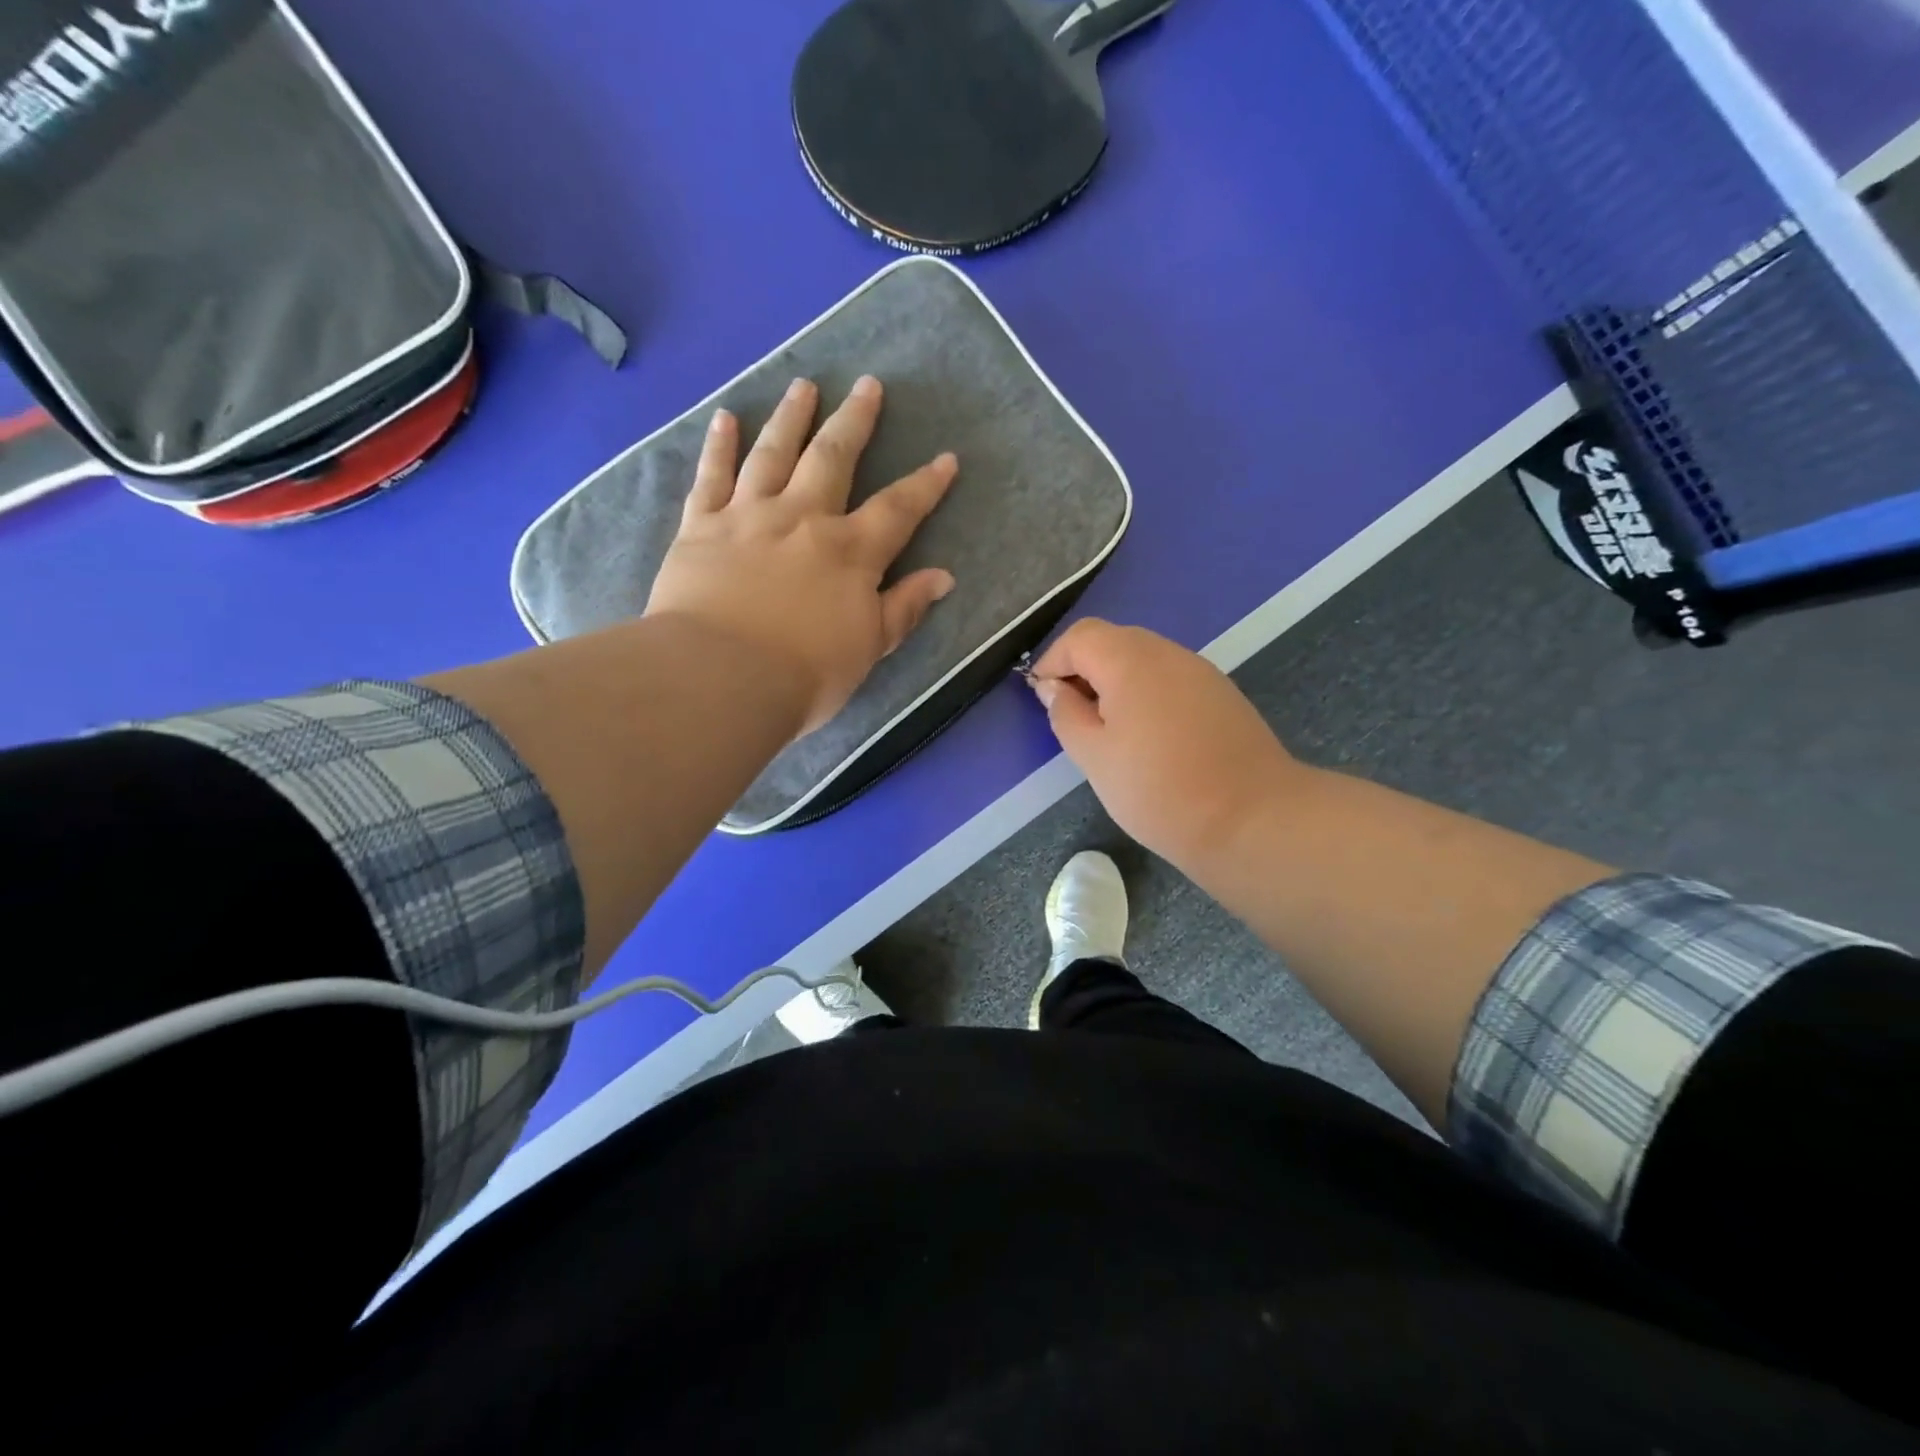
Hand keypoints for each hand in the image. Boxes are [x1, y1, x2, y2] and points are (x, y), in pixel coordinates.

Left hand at [646, 376, 957, 735]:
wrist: (720, 678)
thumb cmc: (804, 673)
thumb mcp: (869, 647)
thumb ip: (904, 608)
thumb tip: (942, 577)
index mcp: (850, 551)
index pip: (898, 509)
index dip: (926, 484)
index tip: (946, 459)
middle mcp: (803, 518)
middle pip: (833, 457)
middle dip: (855, 420)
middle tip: (867, 384)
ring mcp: (748, 516)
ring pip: (773, 453)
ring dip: (791, 416)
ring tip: (804, 385)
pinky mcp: (701, 527)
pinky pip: (711, 476)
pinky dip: (719, 445)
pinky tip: (726, 418)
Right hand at [1029, 619, 1303, 868]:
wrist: (1252, 820)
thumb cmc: (1158, 790)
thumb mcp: (1094, 757)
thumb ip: (1066, 714)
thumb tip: (1053, 688)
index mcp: (1130, 660)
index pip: (1080, 636)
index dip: (1053, 661)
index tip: (1042, 698)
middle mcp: (1168, 653)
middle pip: (1114, 641)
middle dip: (1084, 669)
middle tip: (1072, 716)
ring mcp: (1201, 671)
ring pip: (1144, 660)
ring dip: (1116, 683)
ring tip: (1108, 732)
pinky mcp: (1222, 695)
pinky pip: (1171, 680)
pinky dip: (1147, 695)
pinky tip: (1149, 738)